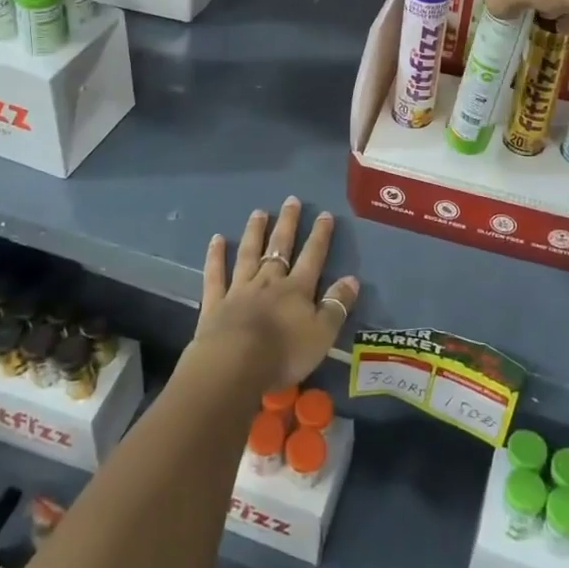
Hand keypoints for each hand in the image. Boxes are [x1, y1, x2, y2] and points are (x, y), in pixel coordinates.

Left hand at [194, 197, 357, 391]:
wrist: (234, 366)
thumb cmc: (283, 354)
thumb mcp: (322, 335)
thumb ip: (336, 306)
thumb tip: (352, 279)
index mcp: (296, 290)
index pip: (312, 257)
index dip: (320, 236)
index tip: (325, 214)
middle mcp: (268, 282)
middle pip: (280, 248)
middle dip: (287, 224)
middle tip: (291, 201)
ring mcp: (240, 289)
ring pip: (248, 254)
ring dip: (254, 232)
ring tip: (258, 212)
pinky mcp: (215, 303)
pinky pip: (215, 275)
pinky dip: (215, 256)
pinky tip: (216, 239)